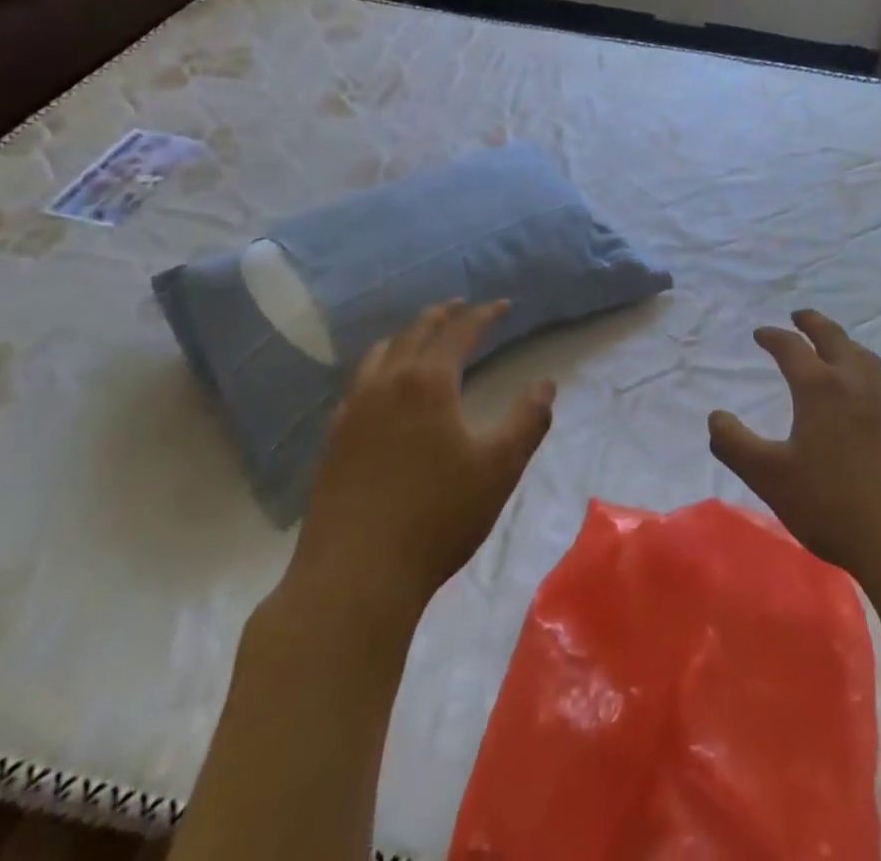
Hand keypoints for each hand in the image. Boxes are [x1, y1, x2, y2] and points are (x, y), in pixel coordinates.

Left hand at [275, 299, 555, 629]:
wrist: (356, 575)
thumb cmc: (437, 516)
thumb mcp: (500, 467)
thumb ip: (528, 420)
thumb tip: (546, 384)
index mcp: (427, 382)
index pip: (459, 332)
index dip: (483, 315)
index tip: (502, 305)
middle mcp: (386, 383)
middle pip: (416, 333)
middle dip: (442, 315)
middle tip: (461, 306)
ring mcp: (353, 410)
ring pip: (380, 353)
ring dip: (406, 336)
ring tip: (421, 337)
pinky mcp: (334, 440)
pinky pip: (359, 383)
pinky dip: (379, 367)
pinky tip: (382, 388)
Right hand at [709, 309, 880, 596]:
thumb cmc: (832, 506)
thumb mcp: (769, 478)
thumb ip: (734, 444)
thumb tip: (715, 416)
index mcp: (819, 388)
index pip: (791, 347)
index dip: (773, 336)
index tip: (759, 333)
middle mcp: (856, 383)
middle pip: (834, 338)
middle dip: (813, 323)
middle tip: (799, 316)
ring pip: (866, 358)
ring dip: (846, 345)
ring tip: (836, 348)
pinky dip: (875, 380)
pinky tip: (877, 397)